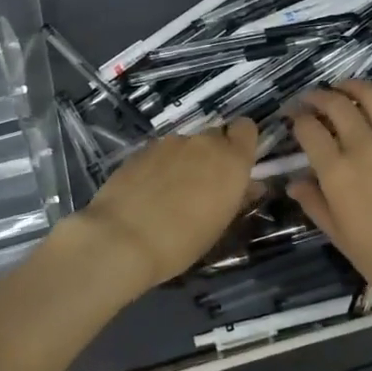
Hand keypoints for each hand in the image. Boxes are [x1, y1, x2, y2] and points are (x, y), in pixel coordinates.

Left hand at [74, 119, 259, 295]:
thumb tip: (249, 186)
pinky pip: (161, 153)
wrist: (121, 239)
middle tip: (204, 185)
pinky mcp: (142, 150)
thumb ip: (237, 198)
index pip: (246, 128)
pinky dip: (161, 166)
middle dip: (213, 154)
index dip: (242, 142)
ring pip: (186, 145)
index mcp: (231, 160)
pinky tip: (148, 192)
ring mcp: (170, 143)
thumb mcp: (219, 225)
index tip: (236, 164)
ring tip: (170, 193)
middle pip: (215, 136)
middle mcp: (203, 143)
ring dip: (185, 161)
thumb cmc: (182, 241)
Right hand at [284, 82, 371, 311]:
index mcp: (337, 172)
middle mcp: (365, 147)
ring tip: (343, 88)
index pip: (308, 129)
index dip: (296, 119)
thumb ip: (315, 203)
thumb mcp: (339, 236)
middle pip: (337, 104)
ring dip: (352, 86)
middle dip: (318, 97)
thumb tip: (295, 182)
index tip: (292, 119)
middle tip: (311, 100)